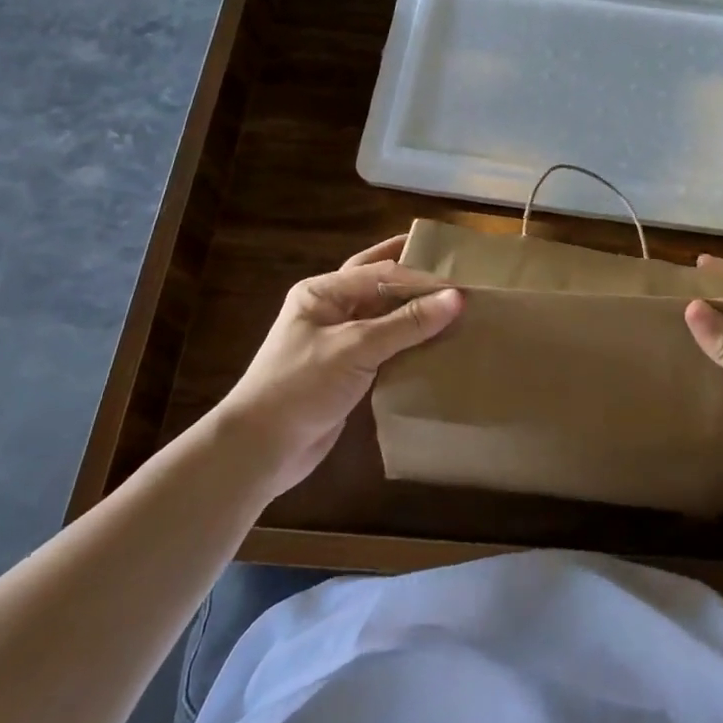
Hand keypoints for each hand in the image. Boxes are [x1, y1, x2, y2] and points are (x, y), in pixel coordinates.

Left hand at [219, 235, 461, 497]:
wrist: (260, 450)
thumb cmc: (300, 386)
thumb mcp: (355, 348)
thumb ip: (406, 323)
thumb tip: (456, 298)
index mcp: (323, 292)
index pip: (380, 272)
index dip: (421, 277)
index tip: (462, 285)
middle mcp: (331, 309)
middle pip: (380, 284)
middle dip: (415, 278)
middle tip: (458, 273)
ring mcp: (339, 341)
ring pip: (385, 316)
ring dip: (416, 312)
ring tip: (457, 307)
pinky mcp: (349, 371)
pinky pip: (387, 347)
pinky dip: (411, 343)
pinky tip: (438, 344)